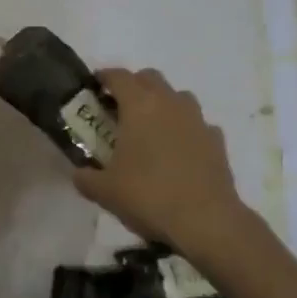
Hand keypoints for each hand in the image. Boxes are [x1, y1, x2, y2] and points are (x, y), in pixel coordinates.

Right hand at [70, 68, 245, 254]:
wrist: (206, 221)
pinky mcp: (217, 140)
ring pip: (178, 96)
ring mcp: (197, 119)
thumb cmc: (149, 196)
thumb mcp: (105, 191)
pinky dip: (186, 130)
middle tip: (120, 109)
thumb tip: (79, 173)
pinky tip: (180, 151)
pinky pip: (197, 124)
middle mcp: (169, 102)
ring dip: (163, 104)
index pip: (118, 76)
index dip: (104, 77)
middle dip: (134, 86)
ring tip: (152, 129)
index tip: (95, 86)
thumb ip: (86, 178)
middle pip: (150, 78)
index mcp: (139, 105)